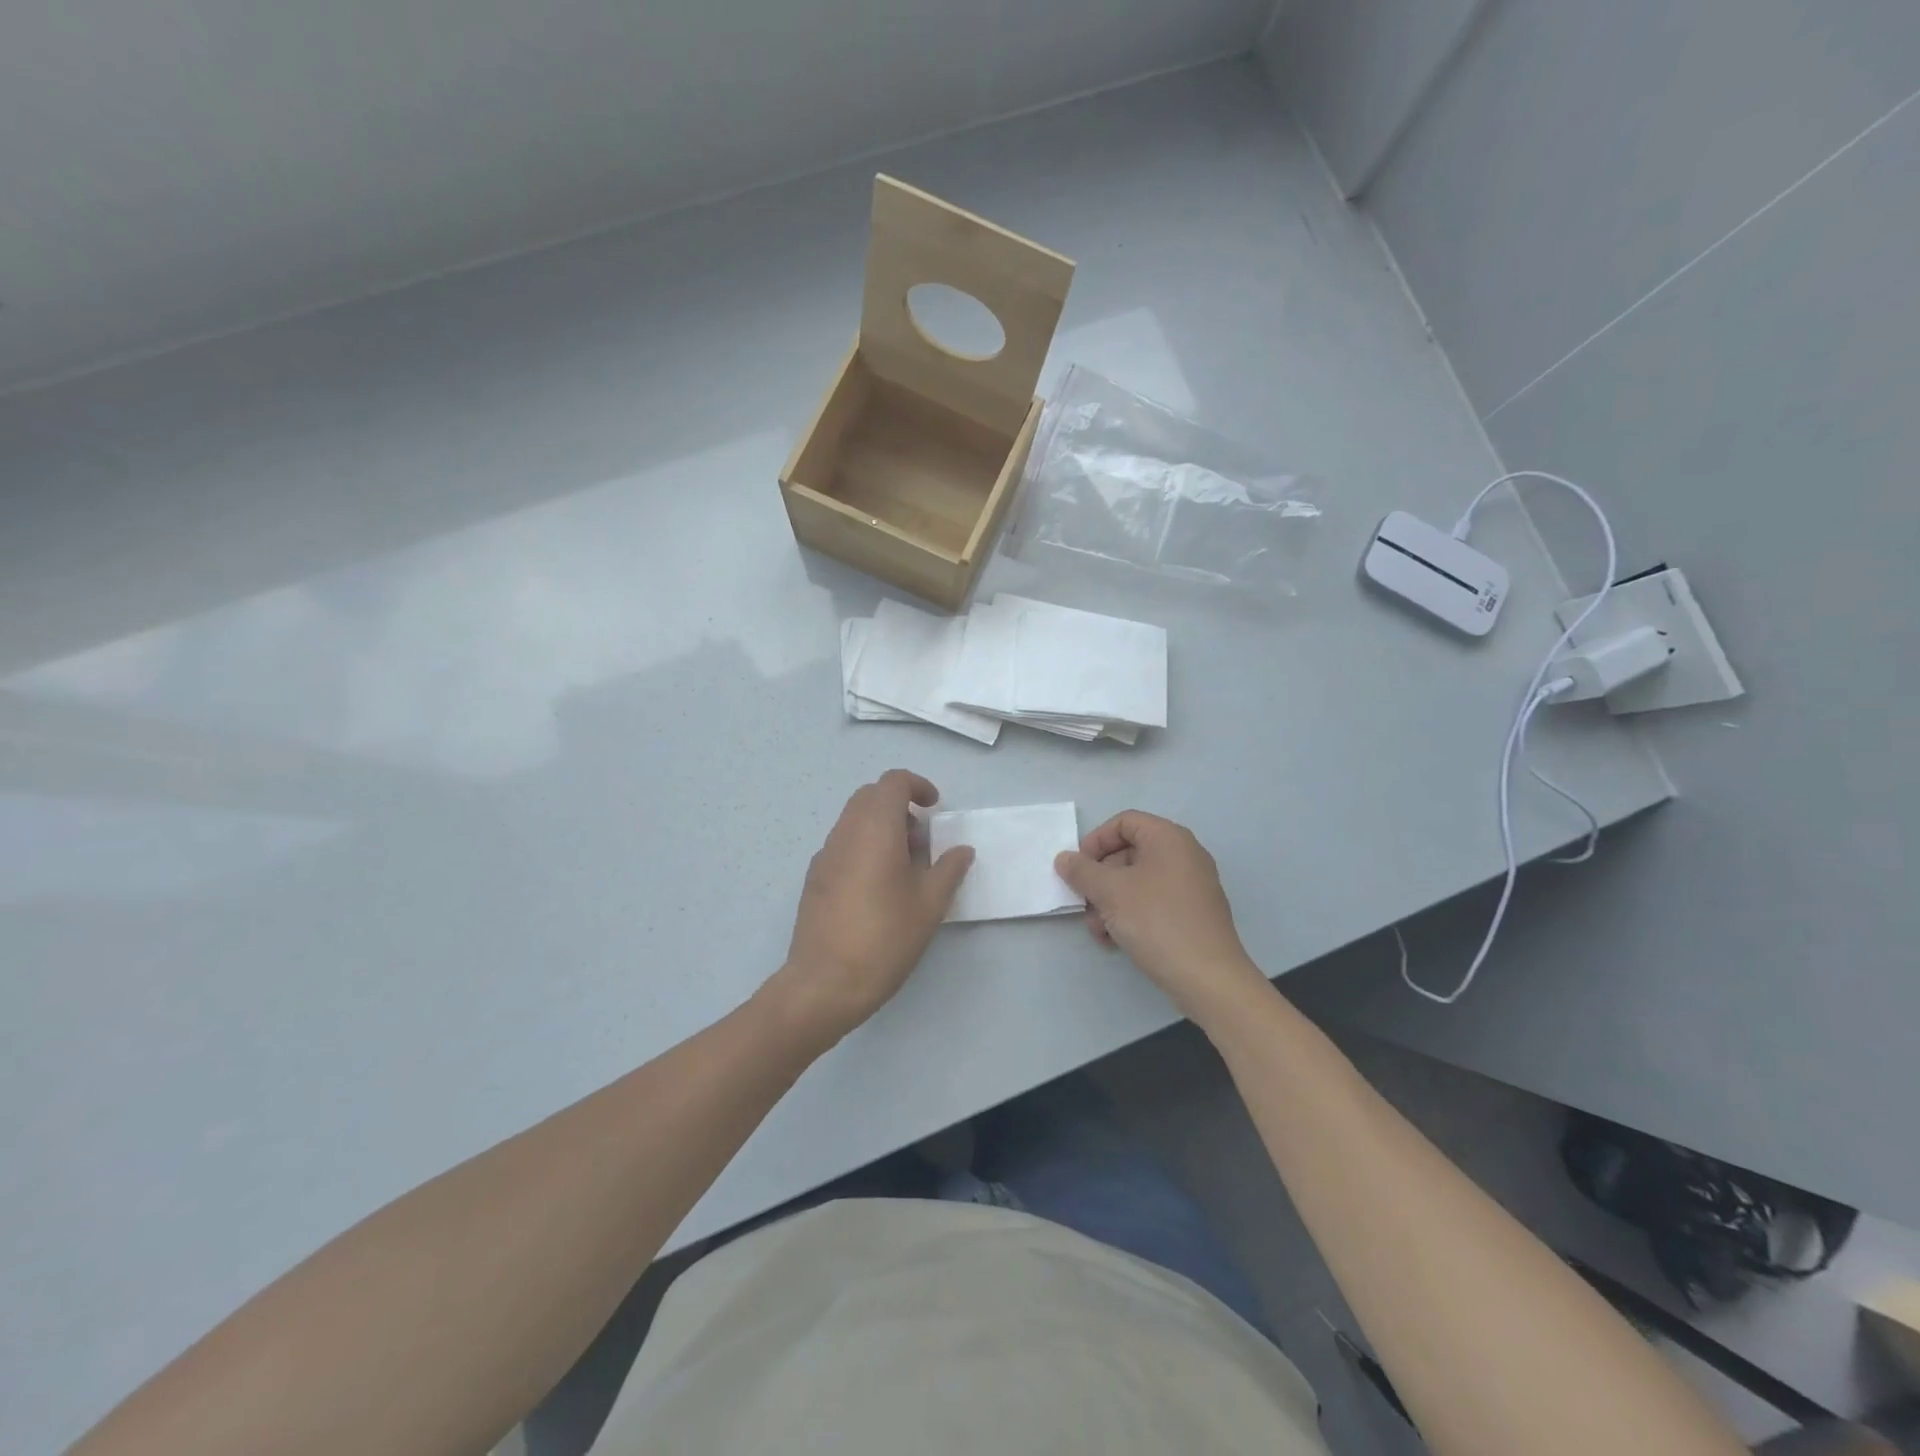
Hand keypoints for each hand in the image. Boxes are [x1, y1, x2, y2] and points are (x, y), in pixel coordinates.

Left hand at [771, 769, 973, 1043]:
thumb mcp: (929, 905)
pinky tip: (877, 888)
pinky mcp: (814, 877)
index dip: (917, 786)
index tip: (934, 809)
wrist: (824, 983)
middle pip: (870, 796)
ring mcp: (825, 855)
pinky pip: (842, 844)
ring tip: (904, 868)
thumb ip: (949, 869)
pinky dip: (864, 847)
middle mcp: (845, 833)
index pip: (892, 782)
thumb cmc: (884, 938)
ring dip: (881, 827)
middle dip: (899, 806)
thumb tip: (961, 850)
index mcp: (875, 830)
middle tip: (922, 840)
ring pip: (854, 820)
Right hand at [1055, 811, 1268, 1025]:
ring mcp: (1192, 885)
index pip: (1124, 822)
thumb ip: (1082, 871)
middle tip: (1084, 904)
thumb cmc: (1156, 921)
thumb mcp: (1110, 892)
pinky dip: (1131, 914)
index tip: (1079, 868)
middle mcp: (1184, 854)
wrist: (1207, 977)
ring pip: (1138, 881)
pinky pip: (1153, 901)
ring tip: (1098, 930)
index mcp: (1169, 838)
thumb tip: (1064, 858)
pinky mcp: (1192, 913)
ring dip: (1110, 901)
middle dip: (1100, 879)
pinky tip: (1115, 940)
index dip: (1096, 840)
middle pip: (1129, 853)